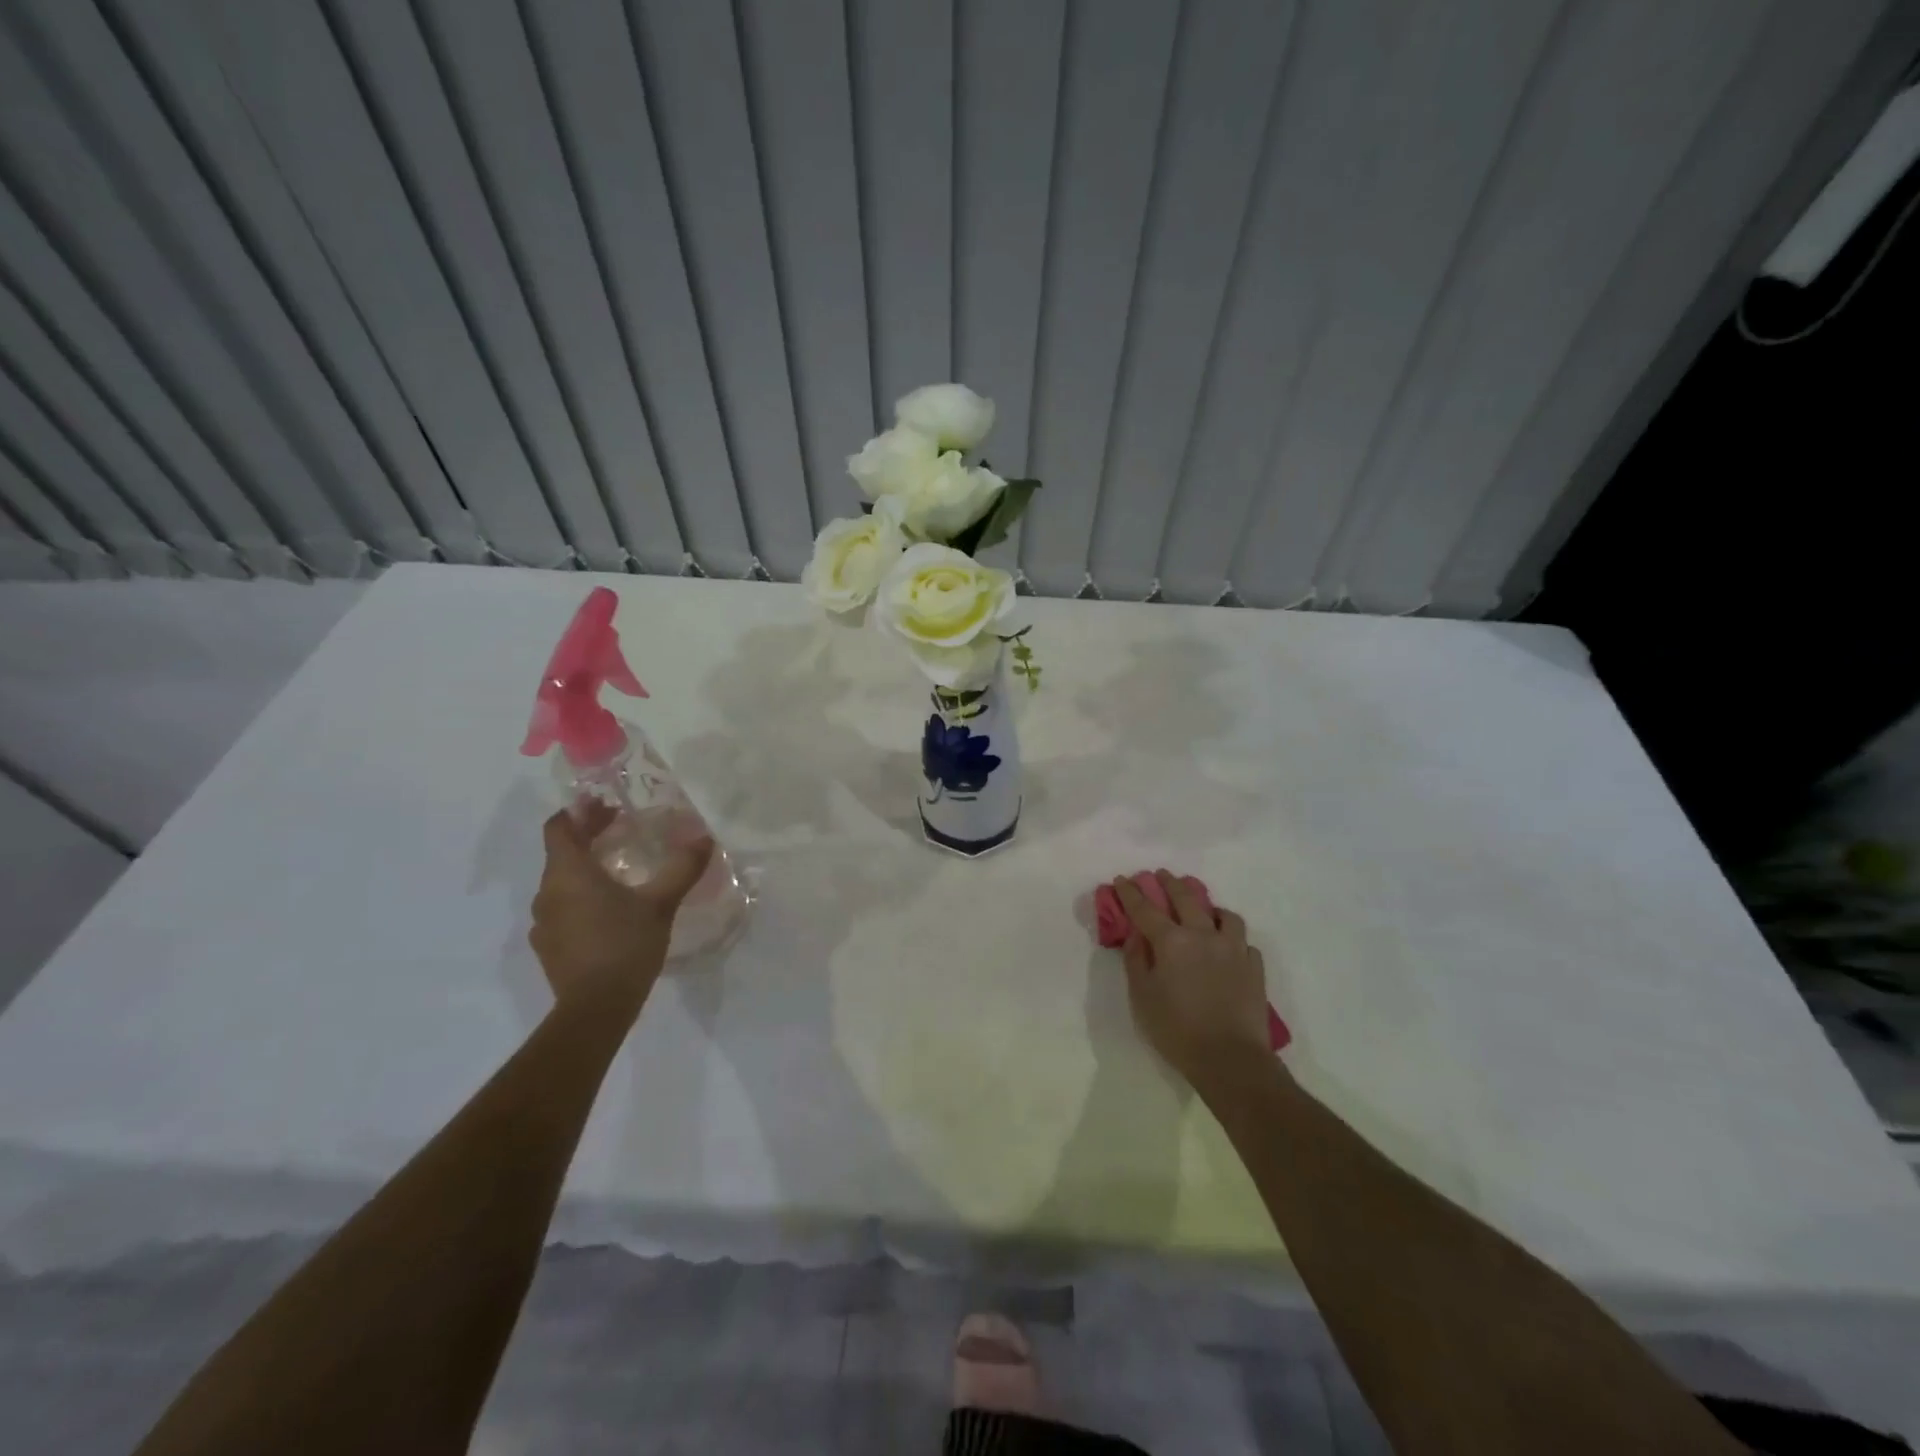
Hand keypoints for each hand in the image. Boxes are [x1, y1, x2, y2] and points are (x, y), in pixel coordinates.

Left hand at [528, 802, 713, 1015]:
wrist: (595, 1009)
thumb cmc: (625, 944)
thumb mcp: (661, 903)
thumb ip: (682, 868)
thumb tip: (705, 838)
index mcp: (568, 873)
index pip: (559, 827)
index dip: (579, 811)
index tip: (606, 805)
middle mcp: (547, 892)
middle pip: (562, 852)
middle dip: (589, 837)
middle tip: (622, 829)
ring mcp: (543, 923)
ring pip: (561, 883)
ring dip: (585, 870)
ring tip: (619, 872)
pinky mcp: (548, 947)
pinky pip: (562, 909)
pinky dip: (581, 899)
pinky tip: (609, 911)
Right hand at [1111, 870, 1271, 1092]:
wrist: (1230, 1059)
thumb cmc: (1177, 1029)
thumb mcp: (1142, 996)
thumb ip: (1136, 959)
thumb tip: (1136, 934)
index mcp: (1172, 941)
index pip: (1145, 908)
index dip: (1130, 892)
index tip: (1122, 879)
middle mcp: (1204, 935)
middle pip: (1186, 897)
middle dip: (1169, 883)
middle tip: (1160, 875)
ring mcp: (1234, 949)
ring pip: (1224, 914)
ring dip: (1209, 907)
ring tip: (1203, 911)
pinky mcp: (1254, 967)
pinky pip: (1243, 941)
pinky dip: (1232, 938)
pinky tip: (1227, 947)